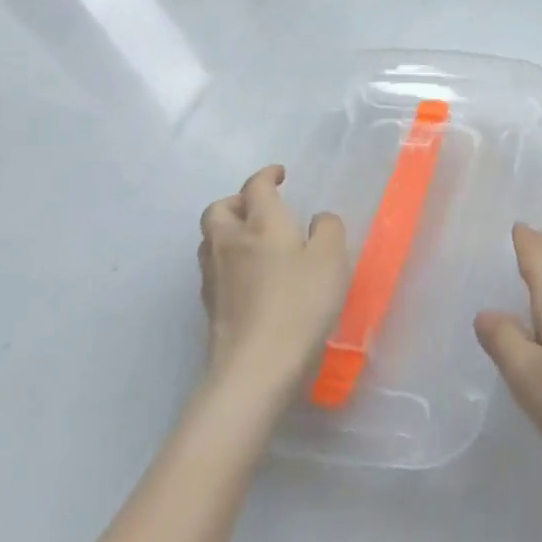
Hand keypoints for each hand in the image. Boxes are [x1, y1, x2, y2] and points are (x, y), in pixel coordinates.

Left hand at [198, 165, 348, 404]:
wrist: (256, 366)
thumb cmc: (300, 302)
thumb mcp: (332, 258)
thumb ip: (328, 229)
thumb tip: (316, 220)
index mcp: (262, 224)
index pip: (255, 187)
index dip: (266, 175)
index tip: (280, 175)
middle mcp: (230, 243)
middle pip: (217, 210)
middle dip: (236, 201)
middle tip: (260, 207)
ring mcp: (214, 277)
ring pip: (210, 240)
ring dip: (227, 231)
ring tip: (255, 240)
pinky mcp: (210, 307)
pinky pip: (214, 269)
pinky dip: (228, 261)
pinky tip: (250, 276)